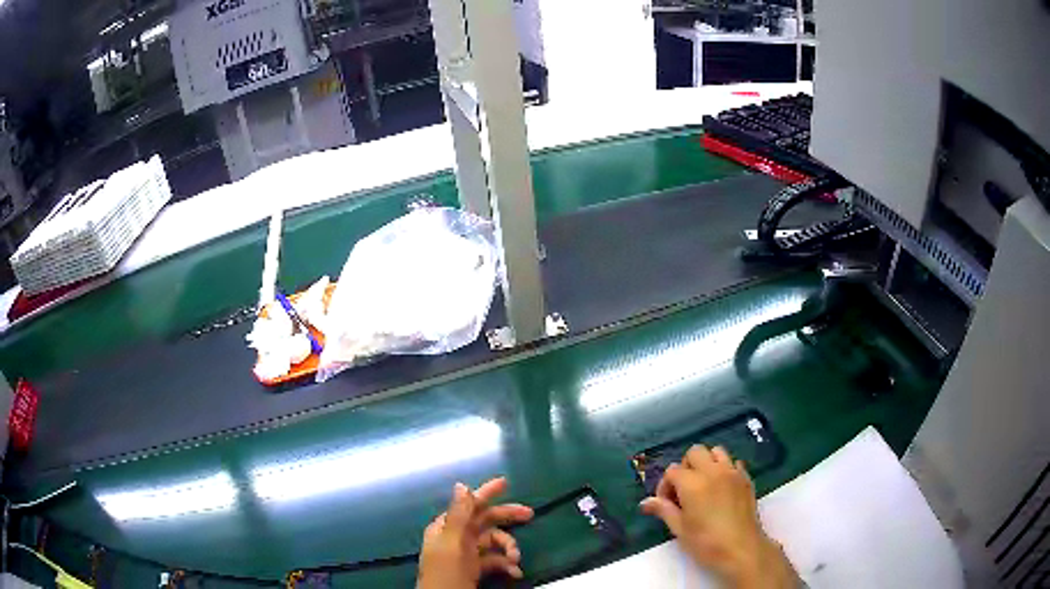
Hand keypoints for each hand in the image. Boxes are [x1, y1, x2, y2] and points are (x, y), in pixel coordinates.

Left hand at [418, 478, 533, 588]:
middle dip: (507, 518)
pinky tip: (514, 572)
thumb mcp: (452, 543)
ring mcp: (466, 555)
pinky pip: (494, 561)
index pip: (468, 505)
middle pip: (484, 521)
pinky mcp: (475, 570)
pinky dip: (506, 565)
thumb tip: (462, 485)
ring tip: (516, 559)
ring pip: (493, 542)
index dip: (486, 493)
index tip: (505, 483)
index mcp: (446, 528)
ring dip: (508, 548)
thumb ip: (458, 515)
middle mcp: (456, 538)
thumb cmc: (446, 572)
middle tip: (530, 514)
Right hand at [640, 446, 798, 588]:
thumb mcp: (680, 529)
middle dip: (685, 467)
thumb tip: (645, 502)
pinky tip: (722, 489)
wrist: (741, 548)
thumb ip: (664, 510)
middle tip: (684, 490)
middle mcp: (713, 471)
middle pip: (695, 452)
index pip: (672, 470)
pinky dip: (725, 469)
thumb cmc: (706, 542)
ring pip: (716, 452)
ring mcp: (732, 473)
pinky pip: (733, 463)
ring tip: (704, 485)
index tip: (666, 503)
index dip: (665, 485)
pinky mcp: (746, 479)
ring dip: (707, 463)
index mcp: (692, 483)